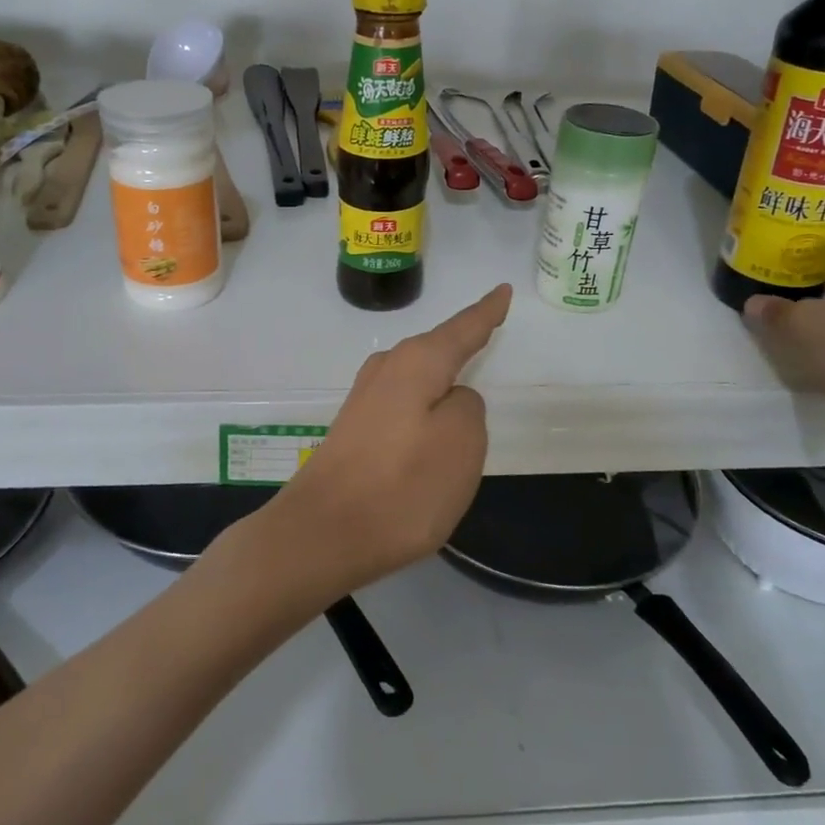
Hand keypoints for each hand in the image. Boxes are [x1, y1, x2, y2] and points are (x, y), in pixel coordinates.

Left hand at [261, 285, 512, 597]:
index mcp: (417, 363)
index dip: (486, 312)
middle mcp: (386, 369)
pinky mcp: (353, 430)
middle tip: (486, 331)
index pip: (463, 329)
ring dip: (440, 376)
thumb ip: (468, 407)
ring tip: (462, 375)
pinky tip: (427, 421)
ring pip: (416, 376)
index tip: (503, 290)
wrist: (321, 534)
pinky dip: (422, 405)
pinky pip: (402, 403)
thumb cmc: (402, 487)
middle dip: (461, 342)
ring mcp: (364, 400)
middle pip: (435, 348)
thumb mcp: (462, 443)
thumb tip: (452, 399)